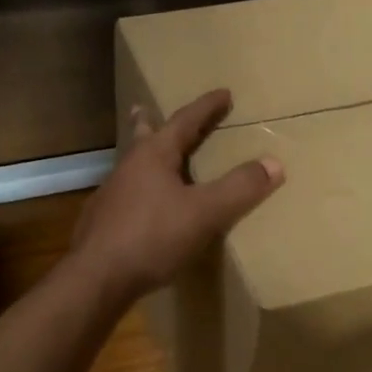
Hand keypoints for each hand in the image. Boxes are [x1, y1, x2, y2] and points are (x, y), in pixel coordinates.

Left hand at [70, 89, 283, 300]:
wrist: (97, 278)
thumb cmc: (153, 237)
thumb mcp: (205, 213)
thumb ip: (239, 188)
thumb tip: (274, 163)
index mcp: (153, 156)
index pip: (184, 121)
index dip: (206, 107)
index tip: (223, 93)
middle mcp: (127, 168)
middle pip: (143, 137)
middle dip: (150, 122)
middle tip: (145, 107)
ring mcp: (110, 195)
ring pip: (130, 167)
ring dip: (142, 157)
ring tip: (148, 157)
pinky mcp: (101, 223)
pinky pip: (124, 196)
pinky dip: (137, 191)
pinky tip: (139, 207)